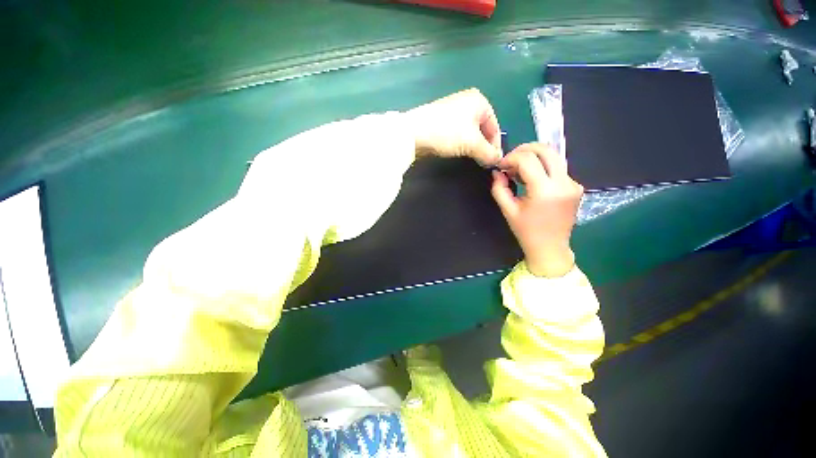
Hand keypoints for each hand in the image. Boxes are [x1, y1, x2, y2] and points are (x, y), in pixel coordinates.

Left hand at [406, 88, 502, 165]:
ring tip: (471, 159)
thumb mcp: (472, 143)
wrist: (413, 133)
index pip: (494, 126)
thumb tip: (497, 160)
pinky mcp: (442, 121)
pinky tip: (458, 152)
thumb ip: (488, 152)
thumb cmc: (446, 132)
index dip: (496, 146)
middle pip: (482, 130)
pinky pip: (458, 135)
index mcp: (479, 101)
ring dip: (472, 147)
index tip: (494, 162)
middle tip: (482, 162)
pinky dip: (461, 144)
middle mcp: (468, 102)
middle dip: (483, 147)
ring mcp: (453, 111)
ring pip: (470, 133)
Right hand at [491, 143, 582, 277]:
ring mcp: (573, 183)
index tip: (502, 166)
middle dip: (525, 149)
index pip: (528, 159)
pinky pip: (558, 167)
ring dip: (534, 157)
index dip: (511, 157)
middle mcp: (563, 183)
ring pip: (554, 155)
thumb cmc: (526, 231)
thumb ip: (499, 188)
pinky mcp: (576, 186)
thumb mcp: (508, 210)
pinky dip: (543, 167)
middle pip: (546, 149)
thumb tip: (497, 172)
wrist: (550, 247)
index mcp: (544, 191)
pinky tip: (532, 179)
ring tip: (519, 170)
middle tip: (511, 160)